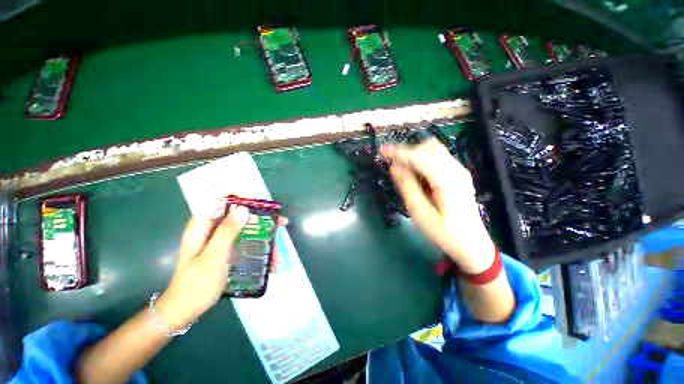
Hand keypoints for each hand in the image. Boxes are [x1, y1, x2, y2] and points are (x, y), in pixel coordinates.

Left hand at [156, 208, 285, 330]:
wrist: (184, 311)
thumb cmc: (196, 284)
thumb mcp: (213, 257)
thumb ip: (227, 231)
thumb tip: (244, 208)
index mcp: (203, 225)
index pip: (219, 198)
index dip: (240, 194)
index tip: (260, 200)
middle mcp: (212, 229)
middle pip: (240, 214)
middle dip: (263, 219)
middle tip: (281, 223)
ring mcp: (220, 240)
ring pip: (247, 230)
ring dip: (265, 239)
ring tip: (278, 254)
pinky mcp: (226, 250)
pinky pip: (246, 243)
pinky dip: (259, 250)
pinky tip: (270, 264)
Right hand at [381, 138, 495, 273]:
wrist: (472, 244)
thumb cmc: (444, 233)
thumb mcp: (420, 213)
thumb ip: (407, 187)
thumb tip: (394, 167)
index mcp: (448, 180)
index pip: (420, 157)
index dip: (399, 152)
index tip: (382, 150)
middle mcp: (456, 169)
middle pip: (429, 148)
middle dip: (407, 151)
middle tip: (390, 162)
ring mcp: (459, 170)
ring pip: (433, 150)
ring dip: (414, 154)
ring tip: (401, 168)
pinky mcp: (457, 174)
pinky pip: (437, 158)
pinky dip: (421, 159)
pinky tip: (414, 173)